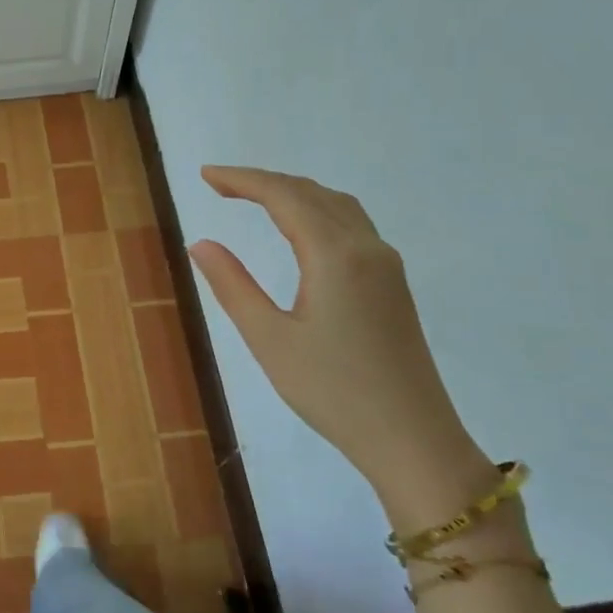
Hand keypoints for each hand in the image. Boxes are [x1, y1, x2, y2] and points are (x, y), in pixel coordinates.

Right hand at [189, 167, 495, 524]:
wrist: (411, 437)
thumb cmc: (332, 391)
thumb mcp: (269, 339)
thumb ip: (232, 285)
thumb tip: (201, 243)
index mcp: (335, 255)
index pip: (284, 196)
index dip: (242, 179)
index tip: (205, 175)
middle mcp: (366, 248)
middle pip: (312, 193)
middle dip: (264, 182)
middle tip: (219, 185)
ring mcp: (385, 265)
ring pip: (337, 206)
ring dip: (293, 193)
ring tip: (254, 198)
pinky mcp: (392, 284)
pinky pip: (352, 225)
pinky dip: (316, 211)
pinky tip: (300, 230)